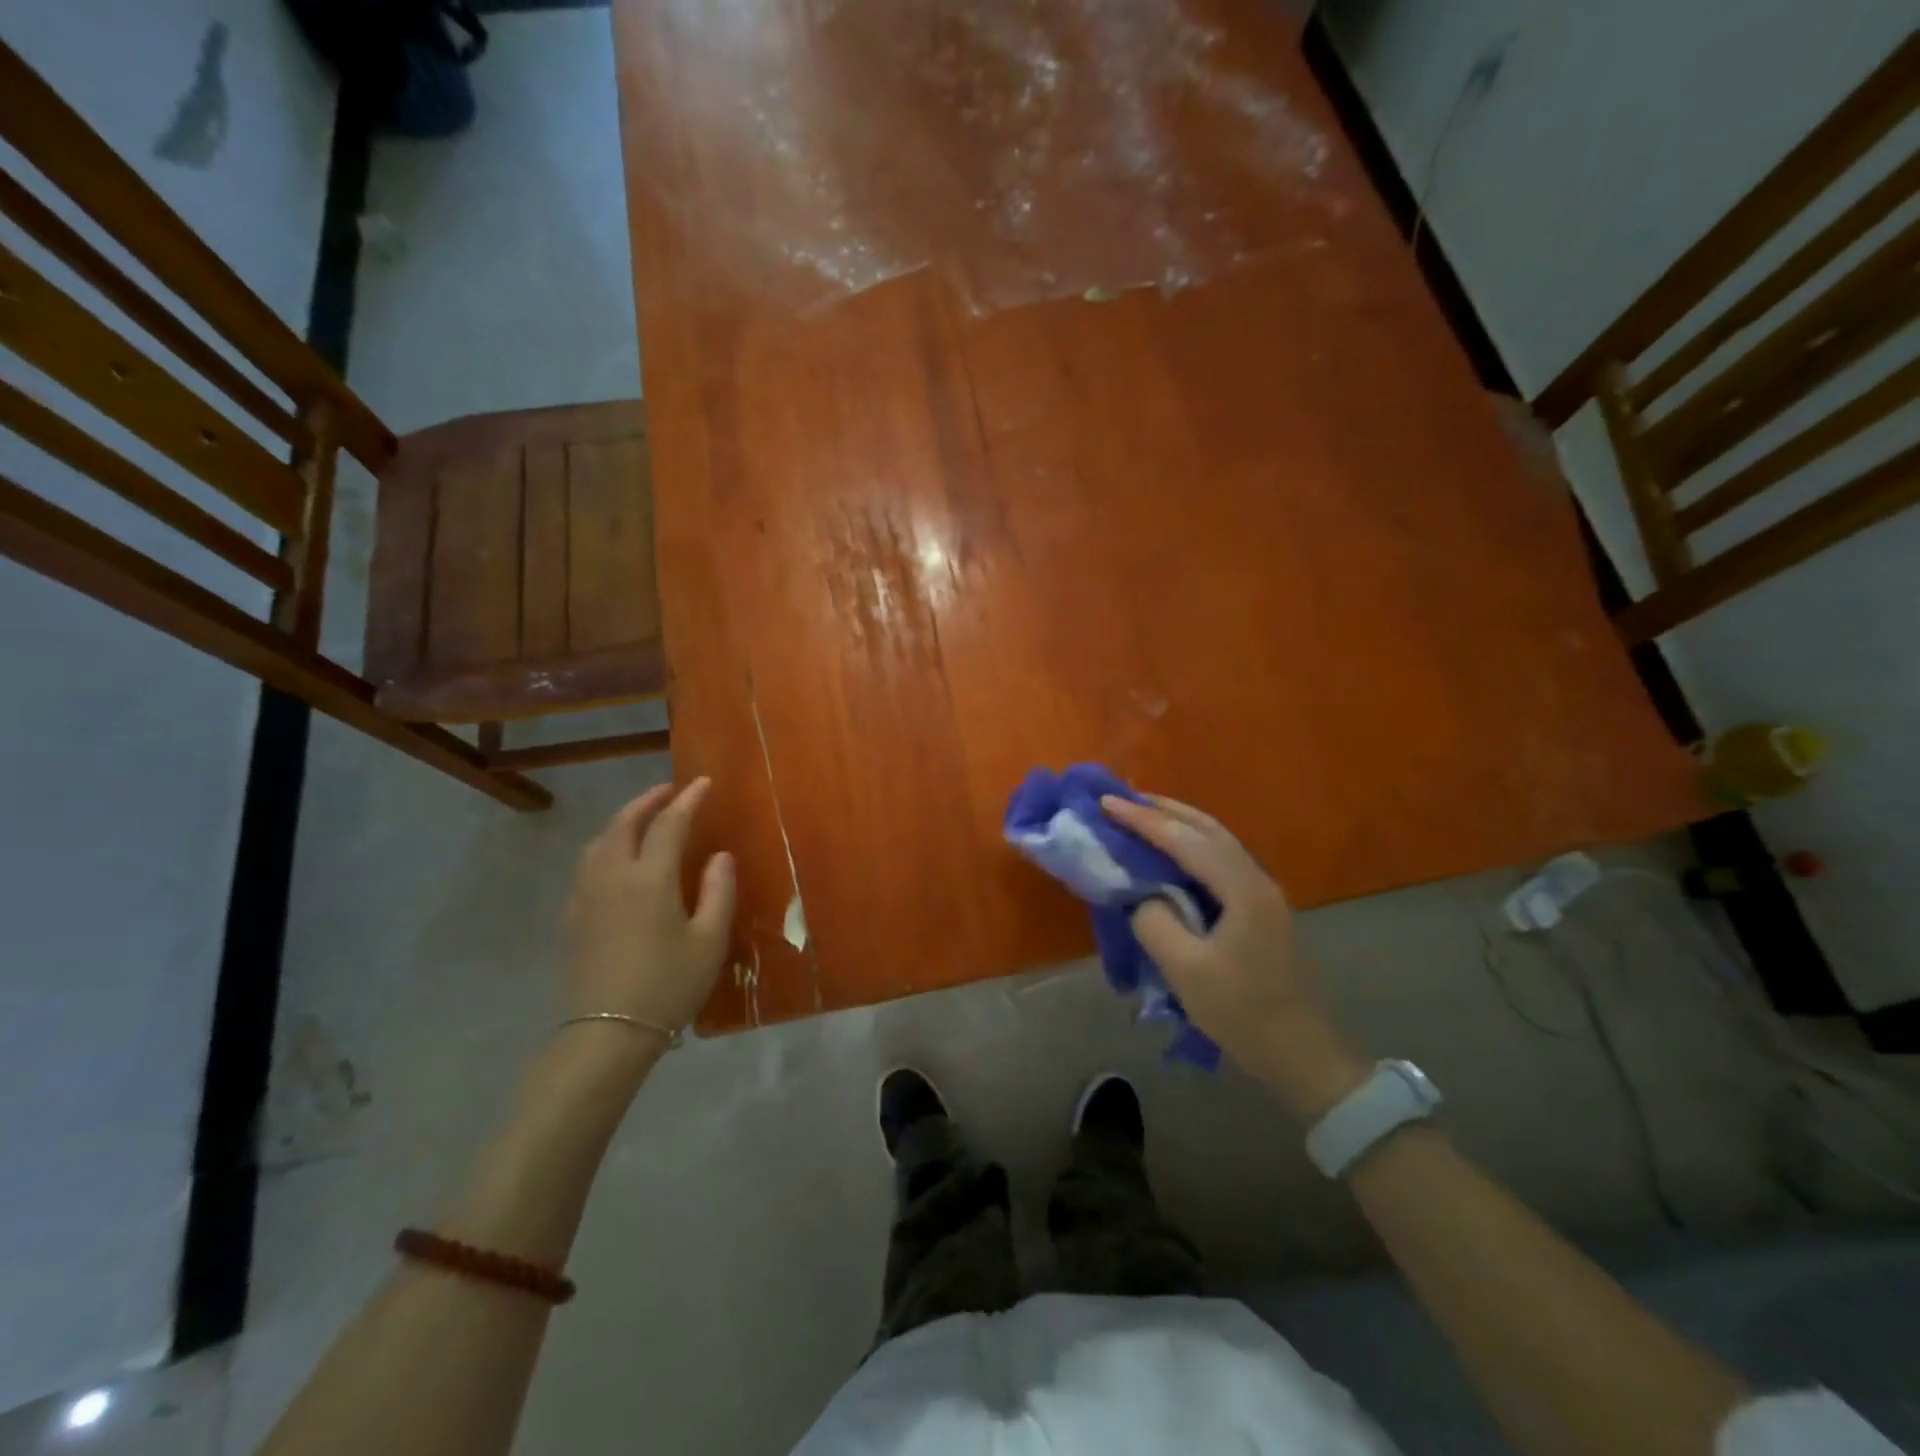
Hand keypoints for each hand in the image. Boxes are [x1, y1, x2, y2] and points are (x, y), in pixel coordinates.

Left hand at [563, 778, 735, 1038]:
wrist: (607, 1033)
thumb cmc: (668, 985)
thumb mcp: (710, 940)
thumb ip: (718, 891)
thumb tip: (720, 855)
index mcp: (650, 878)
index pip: (670, 824)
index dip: (688, 800)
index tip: (704, 783)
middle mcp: (613, 876)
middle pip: (625, 823)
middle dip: (648, 801)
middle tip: (669, 791)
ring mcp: (587, 895)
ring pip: (600, 841)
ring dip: (623, 820)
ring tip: (643, 818)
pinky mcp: (574, 916)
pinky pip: (588, 864)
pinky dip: (606, 846)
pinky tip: (617, 860)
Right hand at [1101, 794, 1368, 1119]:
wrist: (1299, 1053)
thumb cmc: (1242, 1012)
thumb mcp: (1185, 969)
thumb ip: (1154, 920)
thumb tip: (1141, 895)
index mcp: (1242, 889)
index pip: (1184, 840)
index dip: (1142, 820)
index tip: (1104, 801)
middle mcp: (1256, 879)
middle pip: (1207, 828)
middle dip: (1164, 809)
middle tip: (1122, 799)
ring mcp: (1261, 893)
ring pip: (1216, 841)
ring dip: (1178, 824)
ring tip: (1142, 816)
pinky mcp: (1258, 909)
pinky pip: (1219, 860)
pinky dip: (1190, 845)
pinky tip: (1171, 853)